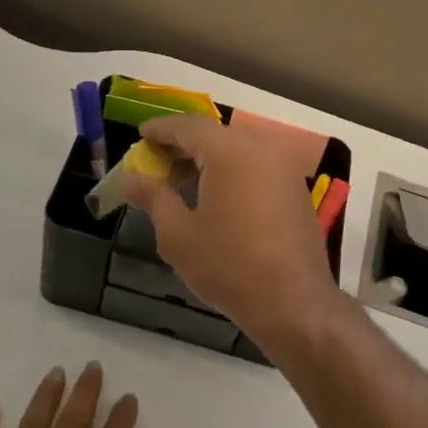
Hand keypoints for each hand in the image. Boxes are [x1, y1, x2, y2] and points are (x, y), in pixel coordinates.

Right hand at [118, 113, 340, 350]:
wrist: (293, 301)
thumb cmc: (229, 265)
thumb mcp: (178, 235)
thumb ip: (153, 198)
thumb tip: (131, 179)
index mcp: (230, 151)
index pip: (188, 126)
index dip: (161, 129)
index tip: (140, 134)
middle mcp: (261, 148)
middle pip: (214, 134)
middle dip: (183, 144)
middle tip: (156, 160)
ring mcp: (283, 167)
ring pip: (237, 149)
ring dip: (208, 158)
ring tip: (181, 180)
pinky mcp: (295, 188)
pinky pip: (256, 165)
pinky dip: (231, 170)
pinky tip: (214, 194)